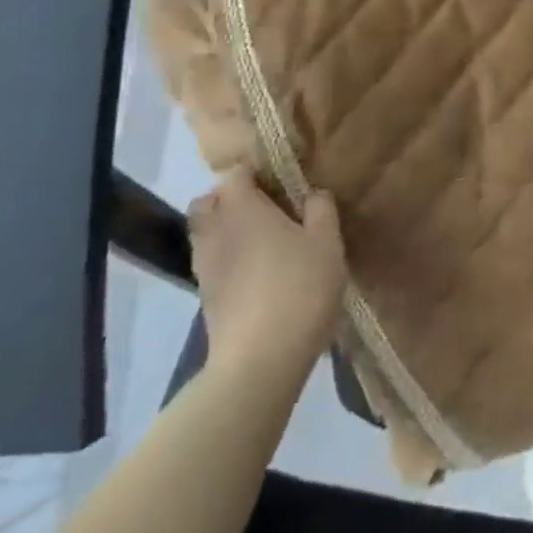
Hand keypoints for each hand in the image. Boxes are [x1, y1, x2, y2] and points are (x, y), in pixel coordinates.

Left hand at [188, 176, 345, 384]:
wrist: (260, 360)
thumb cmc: (299, 288)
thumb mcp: (327, 242)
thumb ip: (321, 210)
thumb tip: (312, 193)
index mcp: (242, 209)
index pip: (235, 174)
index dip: (255, 172)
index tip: (281, 181)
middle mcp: (215, 231)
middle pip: (209, 202)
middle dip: (231, 198)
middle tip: (268, 207)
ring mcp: (205, 266)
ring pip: (206, 233)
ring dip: (227, 229)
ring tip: (264, 240)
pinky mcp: (206, 297)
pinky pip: (212, 261)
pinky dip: (228, 257)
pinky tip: (258, 271)